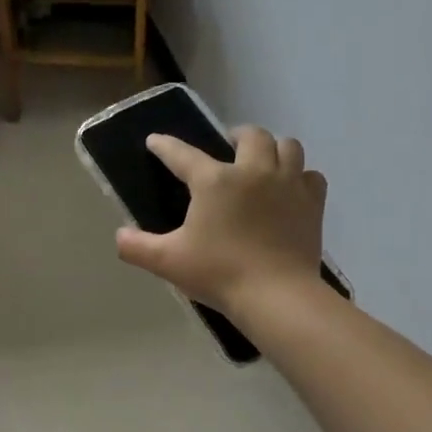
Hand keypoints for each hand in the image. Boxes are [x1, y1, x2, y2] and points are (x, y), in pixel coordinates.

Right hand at [114, 126, 326, 316]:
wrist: (277, 296)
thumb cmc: (219, 273)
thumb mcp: (168, 262)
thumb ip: (137, 247)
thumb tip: (119, 236)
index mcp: (215, 181)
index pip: (182, 154)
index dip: (165, 146)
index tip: (156, 141)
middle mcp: (253, 171)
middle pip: (250, 135)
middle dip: (237, 136)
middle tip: (227, 149)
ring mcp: (288, 184)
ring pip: (288, 146)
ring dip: (273, 149)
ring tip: (263, 163)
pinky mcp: (312, 203)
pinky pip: (311, 176)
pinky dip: (300, 177)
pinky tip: (291, 190)